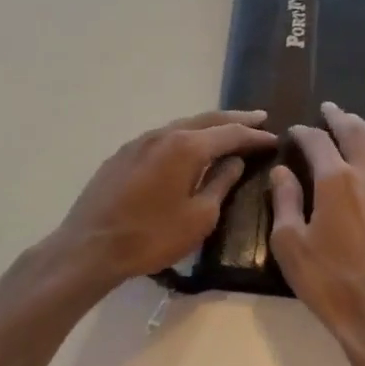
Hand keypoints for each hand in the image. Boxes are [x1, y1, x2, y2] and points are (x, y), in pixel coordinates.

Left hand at [53, 110, 276, 285]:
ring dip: (207, 126)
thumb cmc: (151, 236)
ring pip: (181, 126)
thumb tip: (234, 162)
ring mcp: (139, 142)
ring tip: (227, 129)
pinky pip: (162, 137)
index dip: (254, 136)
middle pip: (206, 120)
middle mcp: (163, 134)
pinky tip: (188, 147)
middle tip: (258, 118)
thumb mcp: (198, 217)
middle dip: (234, 119)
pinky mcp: (122, 155)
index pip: (229, 133)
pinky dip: (183, 137)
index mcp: (186, 147)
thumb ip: (220, 184)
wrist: (90, 247)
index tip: (274, 138)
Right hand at [270, 103, 364, 365]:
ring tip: (356, 124)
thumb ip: (285, 201)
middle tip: (329, 109)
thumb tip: (283, 172)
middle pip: (357, 134)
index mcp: (337, 182)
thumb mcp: (290, 244)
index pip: (318, 143)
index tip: (294, 131)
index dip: (304, 133)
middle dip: (340, 118)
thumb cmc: (327, 282)